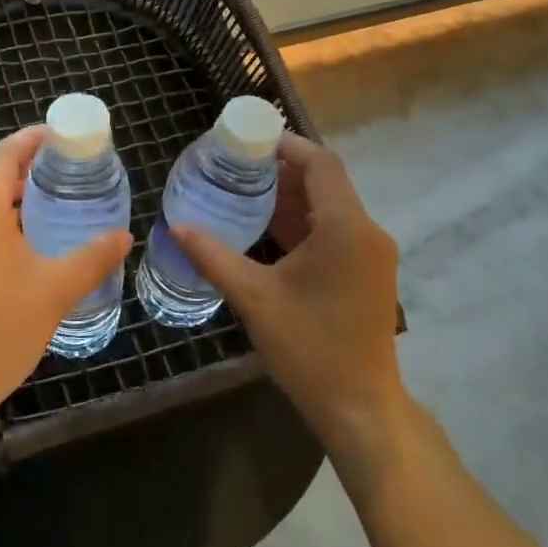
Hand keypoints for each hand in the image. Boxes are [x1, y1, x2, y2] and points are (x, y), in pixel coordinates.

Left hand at [0, 125, 131, 438]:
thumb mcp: (54, 291)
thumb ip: (93, 256)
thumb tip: (124, 236)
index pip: (5, 152)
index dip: (36, 140)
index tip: (67, 139)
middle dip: (21, 160)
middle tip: (63, 168)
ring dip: (2, 184)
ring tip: (45, 194)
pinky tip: (15, 228)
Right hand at [171, 135, 405, 466]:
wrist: (360, 407)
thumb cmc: (309, 348)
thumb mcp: (254, 298)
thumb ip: (214, 257)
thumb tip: (176, 227)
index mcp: (345, 228)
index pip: (321, 164)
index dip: (287, 145)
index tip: (249, 139)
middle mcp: (366, 233)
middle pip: (326, 183)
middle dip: (282, 171)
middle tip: (235, 164)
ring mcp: (371, 255)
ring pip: (330, 208)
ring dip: (291, 197)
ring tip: (243, 190)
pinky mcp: (367, 274)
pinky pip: (334, 232)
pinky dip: (303, 223)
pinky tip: (266, 229)